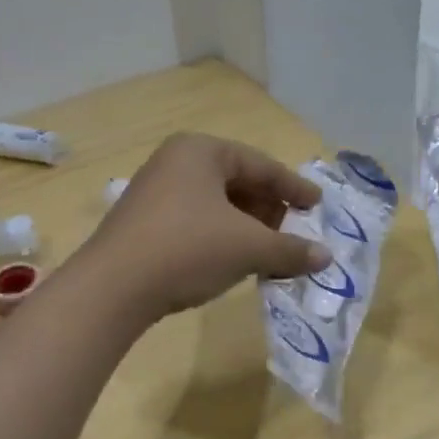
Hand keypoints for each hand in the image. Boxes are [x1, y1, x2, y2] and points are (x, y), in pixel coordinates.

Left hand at [83, 134, 329, 320]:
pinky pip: (196, 221)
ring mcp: (155, 191)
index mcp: (201, 151)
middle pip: (238, 182)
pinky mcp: (144, 222)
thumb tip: (325, 257)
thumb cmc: (188, 249)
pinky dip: (221, 237)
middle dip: (268, 211)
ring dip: (247, 228)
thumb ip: (290, 249)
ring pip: (216, 205)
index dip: (294, 188)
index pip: (261, 165)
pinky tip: (234, 262)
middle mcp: (176, 162)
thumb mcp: (248, 248)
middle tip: (291, 234)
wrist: (112, 288)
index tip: (317, 206)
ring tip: (267, 253)